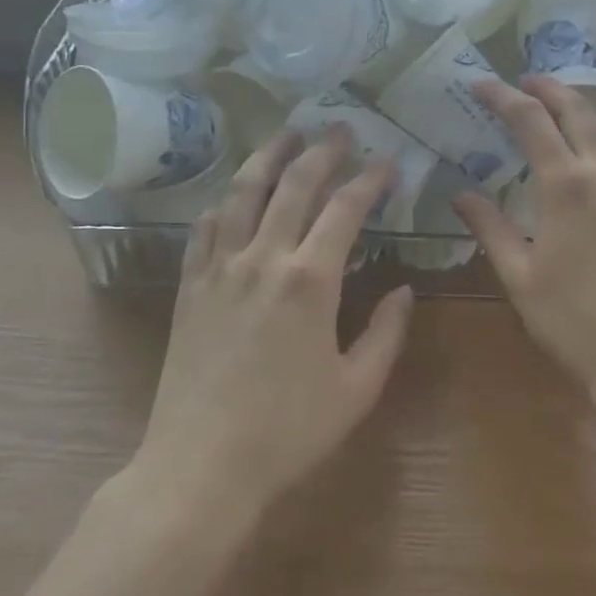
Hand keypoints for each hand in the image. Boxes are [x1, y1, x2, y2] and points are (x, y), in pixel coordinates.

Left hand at [136, 128, 414, 516]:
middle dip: (322, 151)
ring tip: (286, 135)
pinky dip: (224, 201)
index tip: (388, 162)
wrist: (201, 466)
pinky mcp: (191, 285)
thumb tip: (404, 290)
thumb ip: (387, 333)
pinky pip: (205, 227)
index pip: (346, 208)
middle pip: (294, 184)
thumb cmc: (288, 431)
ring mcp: (220, 268)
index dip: (371, 180)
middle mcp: (264, 258)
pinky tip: (233, 194)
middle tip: (340, 129)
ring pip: (243, 192)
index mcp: (311, 280)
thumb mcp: (357, 388)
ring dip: (268, 157)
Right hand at [453, 77, 595, 405]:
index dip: (502, 96)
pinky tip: (592, 149)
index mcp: (566, 185)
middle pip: (578, 110)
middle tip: (524, 80)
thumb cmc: (574, 323)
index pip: (530, 121)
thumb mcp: (519, 277)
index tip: (480, 84)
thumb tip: (462, 194)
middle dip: (549, 89)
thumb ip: (490, 228)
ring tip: (557, 103)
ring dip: (579, 107)